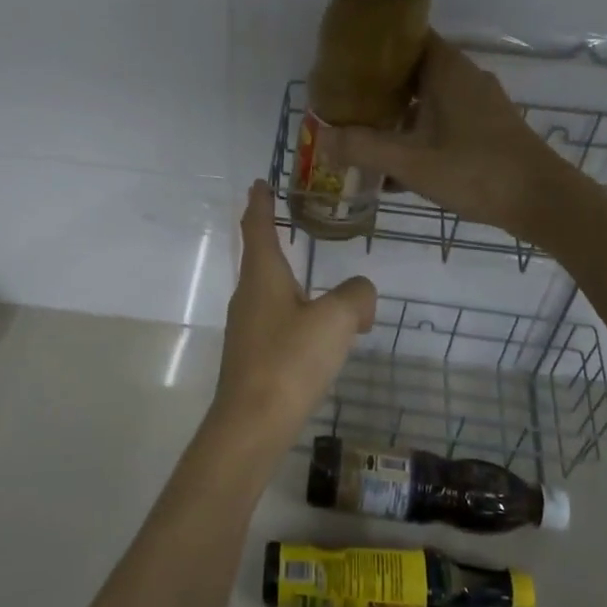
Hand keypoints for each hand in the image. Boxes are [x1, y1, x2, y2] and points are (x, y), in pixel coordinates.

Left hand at [212, 181, 376, 445]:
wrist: (252, 424)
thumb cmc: (290, 360)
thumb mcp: (336, 319)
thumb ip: (356, 296)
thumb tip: (360, 296)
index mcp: (262, 276)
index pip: (258, 226)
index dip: (260, 202)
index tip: (260, 182)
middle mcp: (248, 296)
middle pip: (261, 257)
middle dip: (274, 236)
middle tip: (292, 220)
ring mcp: (246, 328)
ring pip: (271, 291)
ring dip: (290, 279)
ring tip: (318, 280)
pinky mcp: (252, 356)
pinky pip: (277, 320)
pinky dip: (297, 313)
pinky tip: (316, 332)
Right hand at [319, 32, 573, 239]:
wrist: (542, 201)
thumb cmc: (476, 171)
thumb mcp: (412, 162)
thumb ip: (364, 148)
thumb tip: (323, 138)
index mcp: (447, 70)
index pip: (407, 37)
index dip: (375, 46)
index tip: (344, 61)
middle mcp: (464, 78)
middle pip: (413, 70)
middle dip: (378, 87)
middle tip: (344, 103)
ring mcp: (479, 104)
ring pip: (427, 99)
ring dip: (398, 115)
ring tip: (362, 135)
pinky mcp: (487, 129)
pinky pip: (442, 121)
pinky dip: (419, 135)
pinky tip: (397, 168)